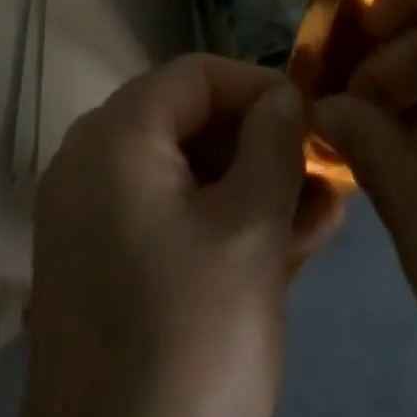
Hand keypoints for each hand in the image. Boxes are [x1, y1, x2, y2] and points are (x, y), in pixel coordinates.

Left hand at [24, 55, 343, 416]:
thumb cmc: (190, 340)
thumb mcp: (249, 234)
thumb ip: (273, 148)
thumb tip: (283, 97)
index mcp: (115, 135)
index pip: (195, 76)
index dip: (259, 87)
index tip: (313, 115)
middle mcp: (91, 163)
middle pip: (189, 125)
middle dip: (262, 146)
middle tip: (326, 169)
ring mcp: (91, 221)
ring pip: (184, 180)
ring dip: (252, 190)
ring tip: (325, 209)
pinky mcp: (102, 274)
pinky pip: (167, 225)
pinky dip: (220, 227)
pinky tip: (289, 243)